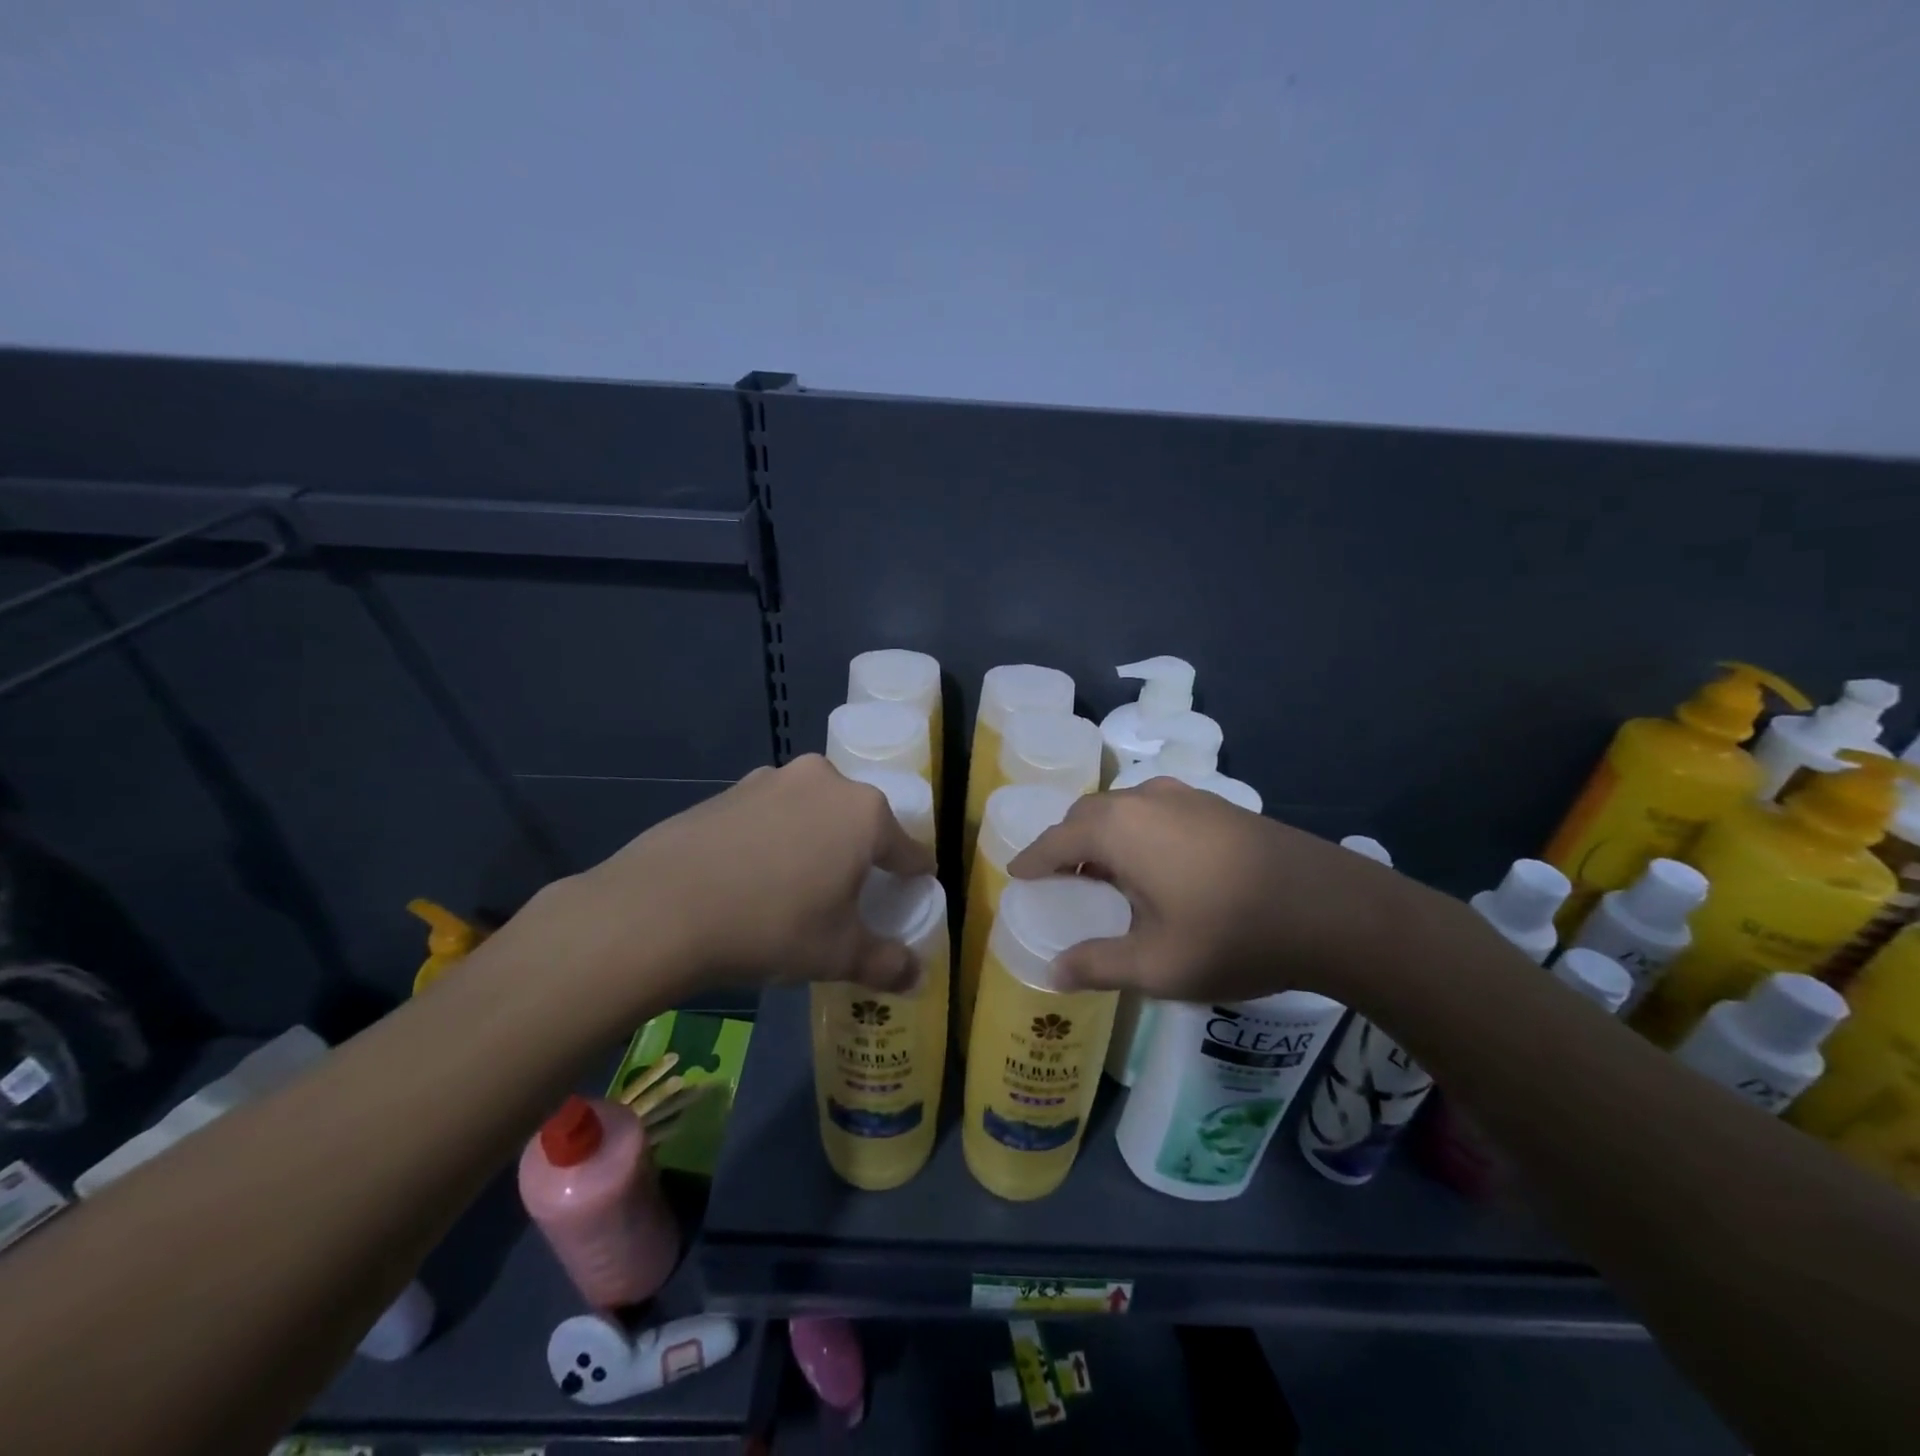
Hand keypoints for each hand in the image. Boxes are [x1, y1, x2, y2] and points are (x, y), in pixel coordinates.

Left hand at [536, 756, 935, 1008]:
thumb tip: (917, 977)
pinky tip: (751, 877)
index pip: (908, 849)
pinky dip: (774, 839)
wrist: (661, 907)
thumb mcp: (837, 954)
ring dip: (816, 843)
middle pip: (860, 823)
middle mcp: (826, 782)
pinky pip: (771, 815)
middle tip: (847, 899)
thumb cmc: (772, 926)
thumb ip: (887, 964)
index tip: (907, 899)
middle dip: (860, 858)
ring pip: (813, 814)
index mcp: (865, 813)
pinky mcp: (730, 789)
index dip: (912, 879)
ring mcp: (773, 780)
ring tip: (796, 888)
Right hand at [1008, 777, 1436, 1003]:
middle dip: (1066, 843)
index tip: (1016, 874)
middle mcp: (1145, 800)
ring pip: (1124, 809)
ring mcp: (1186, 797)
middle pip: (1087, 816)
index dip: (1032, 859)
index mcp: (1118, 830)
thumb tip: (1054, 971)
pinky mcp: (1218, 805)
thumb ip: (1098, 965)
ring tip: (1106, 875)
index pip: (1056, 840)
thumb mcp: (1156, 965)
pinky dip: (1137, 832)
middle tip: (1060, 879)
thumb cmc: (1231, 935)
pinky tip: (1156, 866)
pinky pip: (1156, 812)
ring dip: (1104, 836)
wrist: (1332, 908)